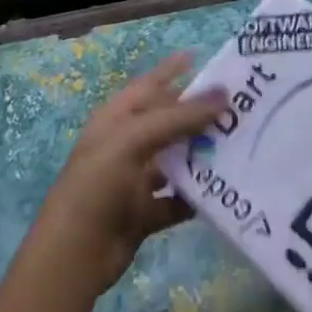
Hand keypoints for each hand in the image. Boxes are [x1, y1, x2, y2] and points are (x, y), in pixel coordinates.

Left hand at [36, 53, 227, 296]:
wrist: (74, 254)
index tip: (200, 57)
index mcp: (116, 119)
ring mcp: (133, 179)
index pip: (148, 85)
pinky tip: (222, 192)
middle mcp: (125, 144)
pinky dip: (195, 196)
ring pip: (174, 160)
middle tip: (236, 107)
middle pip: (166, 121)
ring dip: (200, 154)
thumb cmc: (98, 184)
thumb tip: (223, 95)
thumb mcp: (135, 139)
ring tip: (238, 146)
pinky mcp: (143, 213)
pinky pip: (176, 199)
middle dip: (196, 114)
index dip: (171, 69)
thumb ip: (178, 117)